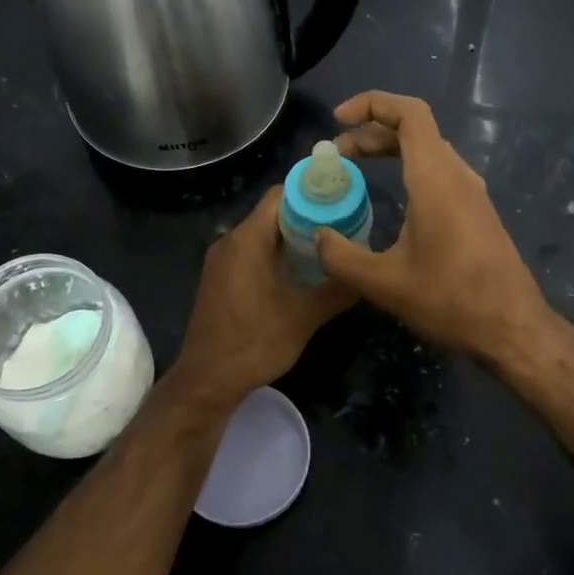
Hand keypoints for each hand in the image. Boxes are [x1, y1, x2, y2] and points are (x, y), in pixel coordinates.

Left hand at [171, 186, 354, 409]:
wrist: (207, 380)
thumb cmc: (254, 343)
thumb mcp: (304, 318)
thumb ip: (337, 290)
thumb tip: (365, 274)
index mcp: (247, 240)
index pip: (281, 195)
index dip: (312, 194)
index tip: (341, 202)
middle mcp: (230, 241)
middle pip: (271, 213)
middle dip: (307, 217)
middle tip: (342, 229)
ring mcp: (220, 260)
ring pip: (261, 234)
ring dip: (291, 238)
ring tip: (326, 250)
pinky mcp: (218, 278)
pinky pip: (249, 252)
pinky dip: (274, 254)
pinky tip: (298, 274)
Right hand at [316, 91, 552, 360]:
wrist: (512, 329)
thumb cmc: (450, 300)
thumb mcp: (383, 283)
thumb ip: (341, 257)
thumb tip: (318, 236)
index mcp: (435, 178)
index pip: (409, 113)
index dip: (372, 104)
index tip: (338, 119)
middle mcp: (457, 175)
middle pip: (414, 130)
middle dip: (371, 132)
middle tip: (336, 155)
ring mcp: (471, 193)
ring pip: (427, 151)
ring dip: (389, 150)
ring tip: (355, 169)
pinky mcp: (476, 212)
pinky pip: (438, 172)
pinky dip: (407, 170)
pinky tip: (390, 199)